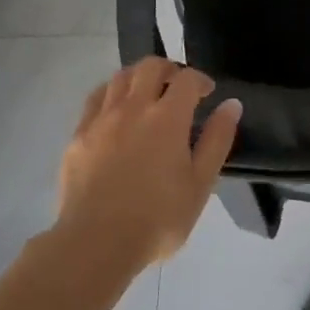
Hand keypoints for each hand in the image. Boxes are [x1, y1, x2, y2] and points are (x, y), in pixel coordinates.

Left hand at [57, 58, 241, 271]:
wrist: (95, 244)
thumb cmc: (157, 219)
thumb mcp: (200, 185)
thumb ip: (217, 140)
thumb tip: (231, 105)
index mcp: (167, 117)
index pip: (187, 78)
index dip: (200, 80)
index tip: (207, 93)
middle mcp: (134, 107)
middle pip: (151, 66)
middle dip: (169, 69)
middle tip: (177, 86)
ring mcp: (102, 118)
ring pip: (121, 76)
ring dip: (139, 76)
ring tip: (147, 93)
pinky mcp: (79, 134)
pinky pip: (96, 98)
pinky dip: (111, 93)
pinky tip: (116, 109)